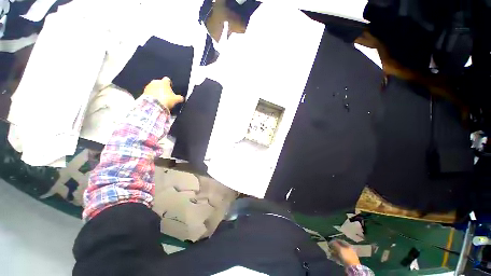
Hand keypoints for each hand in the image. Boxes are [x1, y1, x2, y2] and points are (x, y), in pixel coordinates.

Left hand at [143, 77, 183, 109]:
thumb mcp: (176, 100)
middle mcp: (155, 81)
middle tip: (166, 94)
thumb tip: (182, 98)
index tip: (171, 88)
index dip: (170, 84)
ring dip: (157, 91)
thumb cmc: (166, 100)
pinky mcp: (144, 91)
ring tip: (160, 98)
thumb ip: (180, 98)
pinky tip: (155, 100)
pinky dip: (152, 94)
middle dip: (162, 87)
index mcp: (164, 82)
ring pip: (154, 87)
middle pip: (160, 83)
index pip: (167, 79)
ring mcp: (149, 86)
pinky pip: (149, 92)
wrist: (153, 105)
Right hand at [330, 239, 360, 265]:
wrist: (352, 267)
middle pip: (340, 246)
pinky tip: (333, 256)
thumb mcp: (340, 249)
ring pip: (340, 252)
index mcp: (348, 245)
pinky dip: (337, 256)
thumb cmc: (346, 256)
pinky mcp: (347, 260)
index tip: (330, 241)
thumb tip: (331, 241)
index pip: (340, 240)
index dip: (335, 240)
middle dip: (334, 247)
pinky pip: (341, 256)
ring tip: (330, 252)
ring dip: (335, 252)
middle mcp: (349, 249)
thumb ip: (335, 244)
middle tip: (329, 247)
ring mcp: (348, 255)